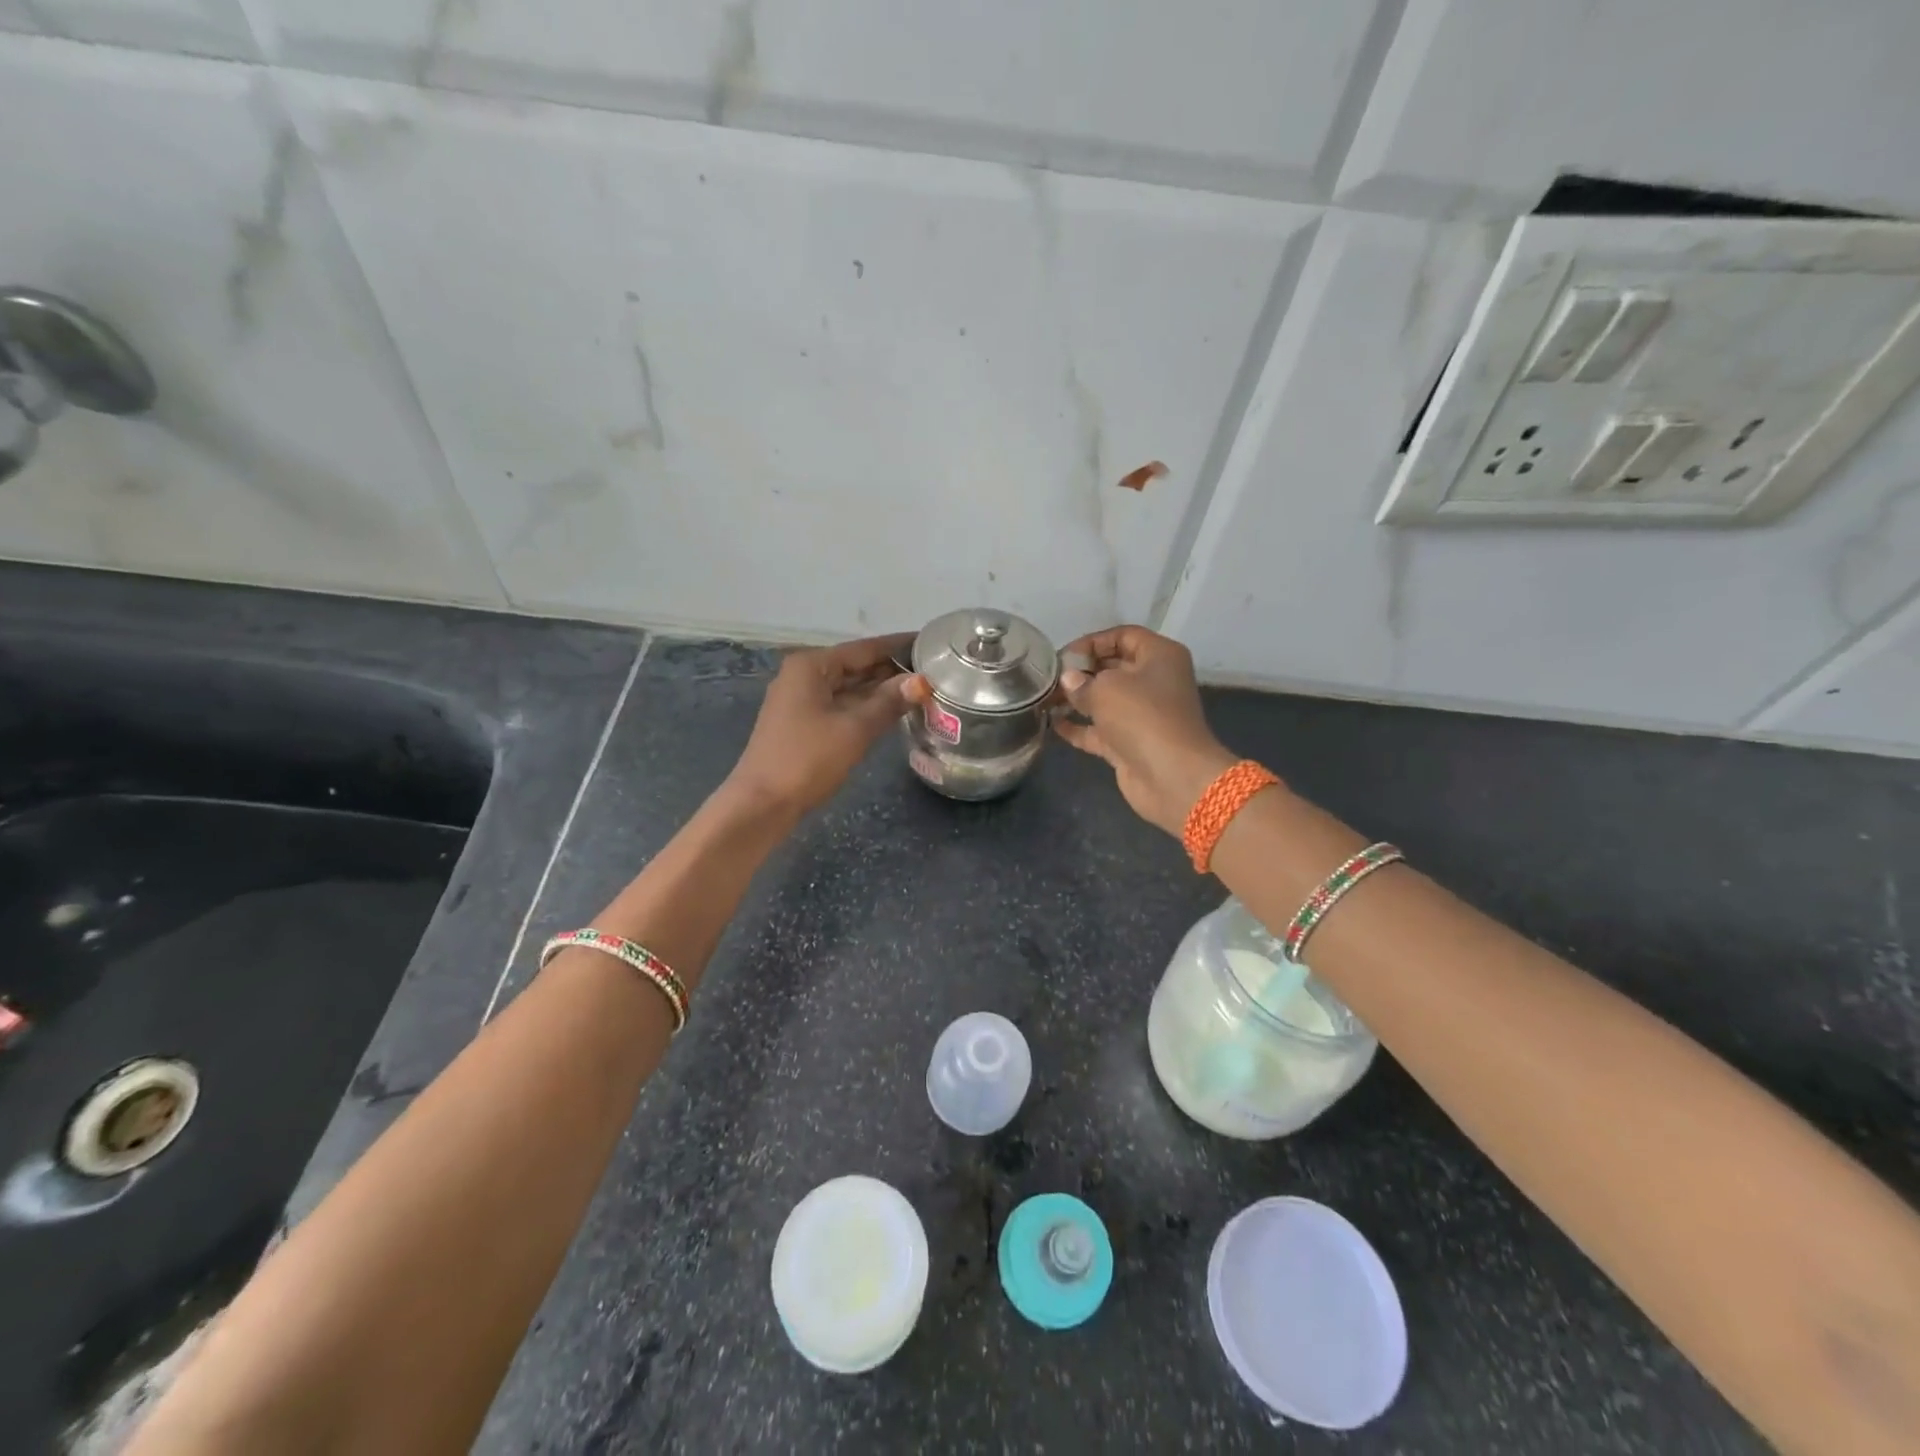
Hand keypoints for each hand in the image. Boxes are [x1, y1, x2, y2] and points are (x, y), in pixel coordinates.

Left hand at [729, 633, 928, 816]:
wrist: (762, 804)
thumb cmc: (807, 760)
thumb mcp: (854, 729)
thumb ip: (889, 702)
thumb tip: (921, 681)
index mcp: (812, 666)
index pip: (865, 648)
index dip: (899, 646)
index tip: (931, 643)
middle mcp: (804, 675)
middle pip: (856, 666)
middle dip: (893, 669)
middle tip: (936, 670)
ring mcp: (802, 700)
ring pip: (850, 687)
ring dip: (882, 690)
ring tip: (924, 689)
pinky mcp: (804, 724)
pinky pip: (842, 705)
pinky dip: (867, 707)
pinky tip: (894, 711)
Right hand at [1053, 625, 1238, 836]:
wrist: (1172, 776)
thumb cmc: (1142, 717)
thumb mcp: (1106, 689)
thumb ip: (1081, 682)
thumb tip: (1068, 681)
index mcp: (1159, 656)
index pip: (1123, 636)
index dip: (1092, 642)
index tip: (1063, 656)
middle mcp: (1154, 681)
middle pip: (1113, 667)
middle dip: (1080, 671)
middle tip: (1048, 678)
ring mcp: (1142, 714)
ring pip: (1104, 699)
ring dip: (1075, 699)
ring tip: (1044, 699)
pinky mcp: (1130, 743)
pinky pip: (1099, 730)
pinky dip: (1078, 727)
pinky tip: (1052, 724)